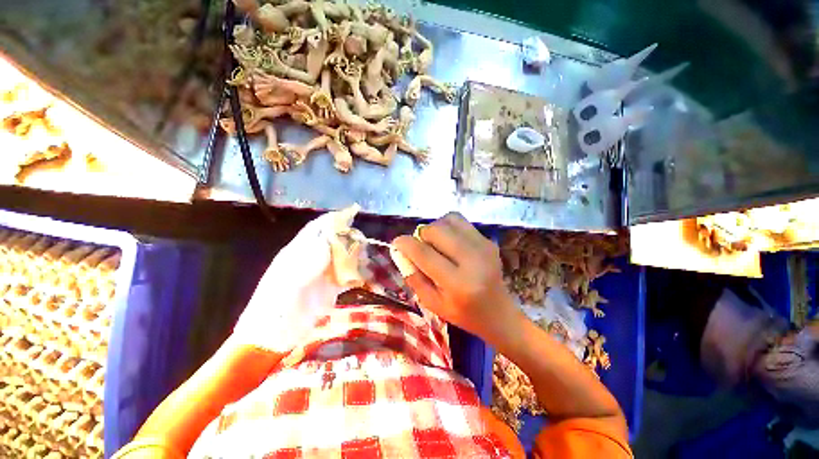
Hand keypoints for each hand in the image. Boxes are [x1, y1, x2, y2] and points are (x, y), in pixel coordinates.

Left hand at [233, 206, 363, 351]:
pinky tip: (361, 275)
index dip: (335, 218)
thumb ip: (311, 256)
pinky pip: (345, 274)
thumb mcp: (290, 278)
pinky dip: (355, 273)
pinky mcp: (329, 288)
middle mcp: (311, 258)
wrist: (273, 337)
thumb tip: (332, 236)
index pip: (318, 227)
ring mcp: (321, 273)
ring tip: (365, 258)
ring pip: (341, 256)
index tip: (353, 212)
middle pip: (333, 240)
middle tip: (363, 241)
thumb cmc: (276, 305)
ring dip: (354, 255)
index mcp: (298, 251)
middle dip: (349, 237)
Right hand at [392, 212, 519, 341]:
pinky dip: (449, 227)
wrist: (498, 312)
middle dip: (422, 234)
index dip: (406, 244)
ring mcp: (484, 247)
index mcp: (457, 284)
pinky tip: (450, 242)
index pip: (425, 254)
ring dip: (436, 228)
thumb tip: (400, 251)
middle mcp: (473, 260)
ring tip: (436, 243)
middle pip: (437, 230)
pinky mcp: (488, 240)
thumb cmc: (462, 313)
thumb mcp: (432, 303)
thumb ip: (413, 276)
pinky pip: (461, 222)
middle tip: (421, 246)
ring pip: (449, 220)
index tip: (397, 242)